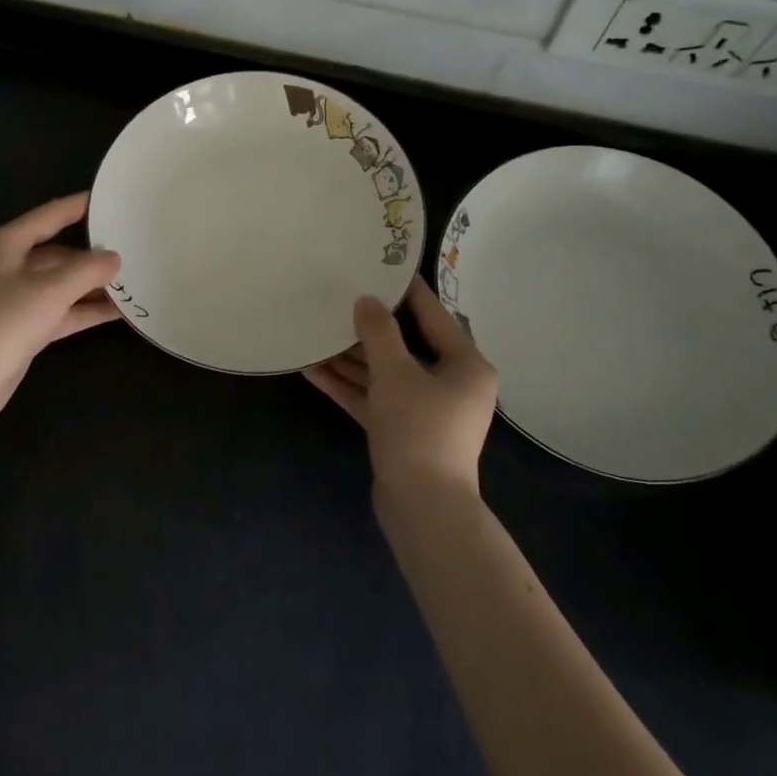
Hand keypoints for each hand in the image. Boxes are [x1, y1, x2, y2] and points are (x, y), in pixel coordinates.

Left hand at [0, 193, 121, 428]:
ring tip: (133, 281)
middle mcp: (9, 265)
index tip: (110, 198)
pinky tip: (117, 312)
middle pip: (58, 252)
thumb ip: (88, 270)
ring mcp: (15, 298)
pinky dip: (84, 310)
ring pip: (61, 284)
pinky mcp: (22, 327)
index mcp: (6, 244)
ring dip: (92, 286)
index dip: (79, 206)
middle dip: (93, 255)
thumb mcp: (51, 290)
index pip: (50, 216)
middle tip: (133, 248)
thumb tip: (115, 258)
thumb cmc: (4, 322)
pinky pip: (60, 310)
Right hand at [304, 279, 496, 492]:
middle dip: (368, 327)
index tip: (382, 266)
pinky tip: (311, 370)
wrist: (423, 508)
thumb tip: (366, 301)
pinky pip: (374, 398)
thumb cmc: (420, 429)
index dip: (407, 291)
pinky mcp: (401, 430)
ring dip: (351, 358)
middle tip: (340, 297)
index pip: (434, 315)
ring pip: (384, 373)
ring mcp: (425, 409)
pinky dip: (348, 385)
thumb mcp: (396, 373)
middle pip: (405, 344)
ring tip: (315, 332)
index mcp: (465, 365)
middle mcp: (449, 383)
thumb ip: (379, 333)